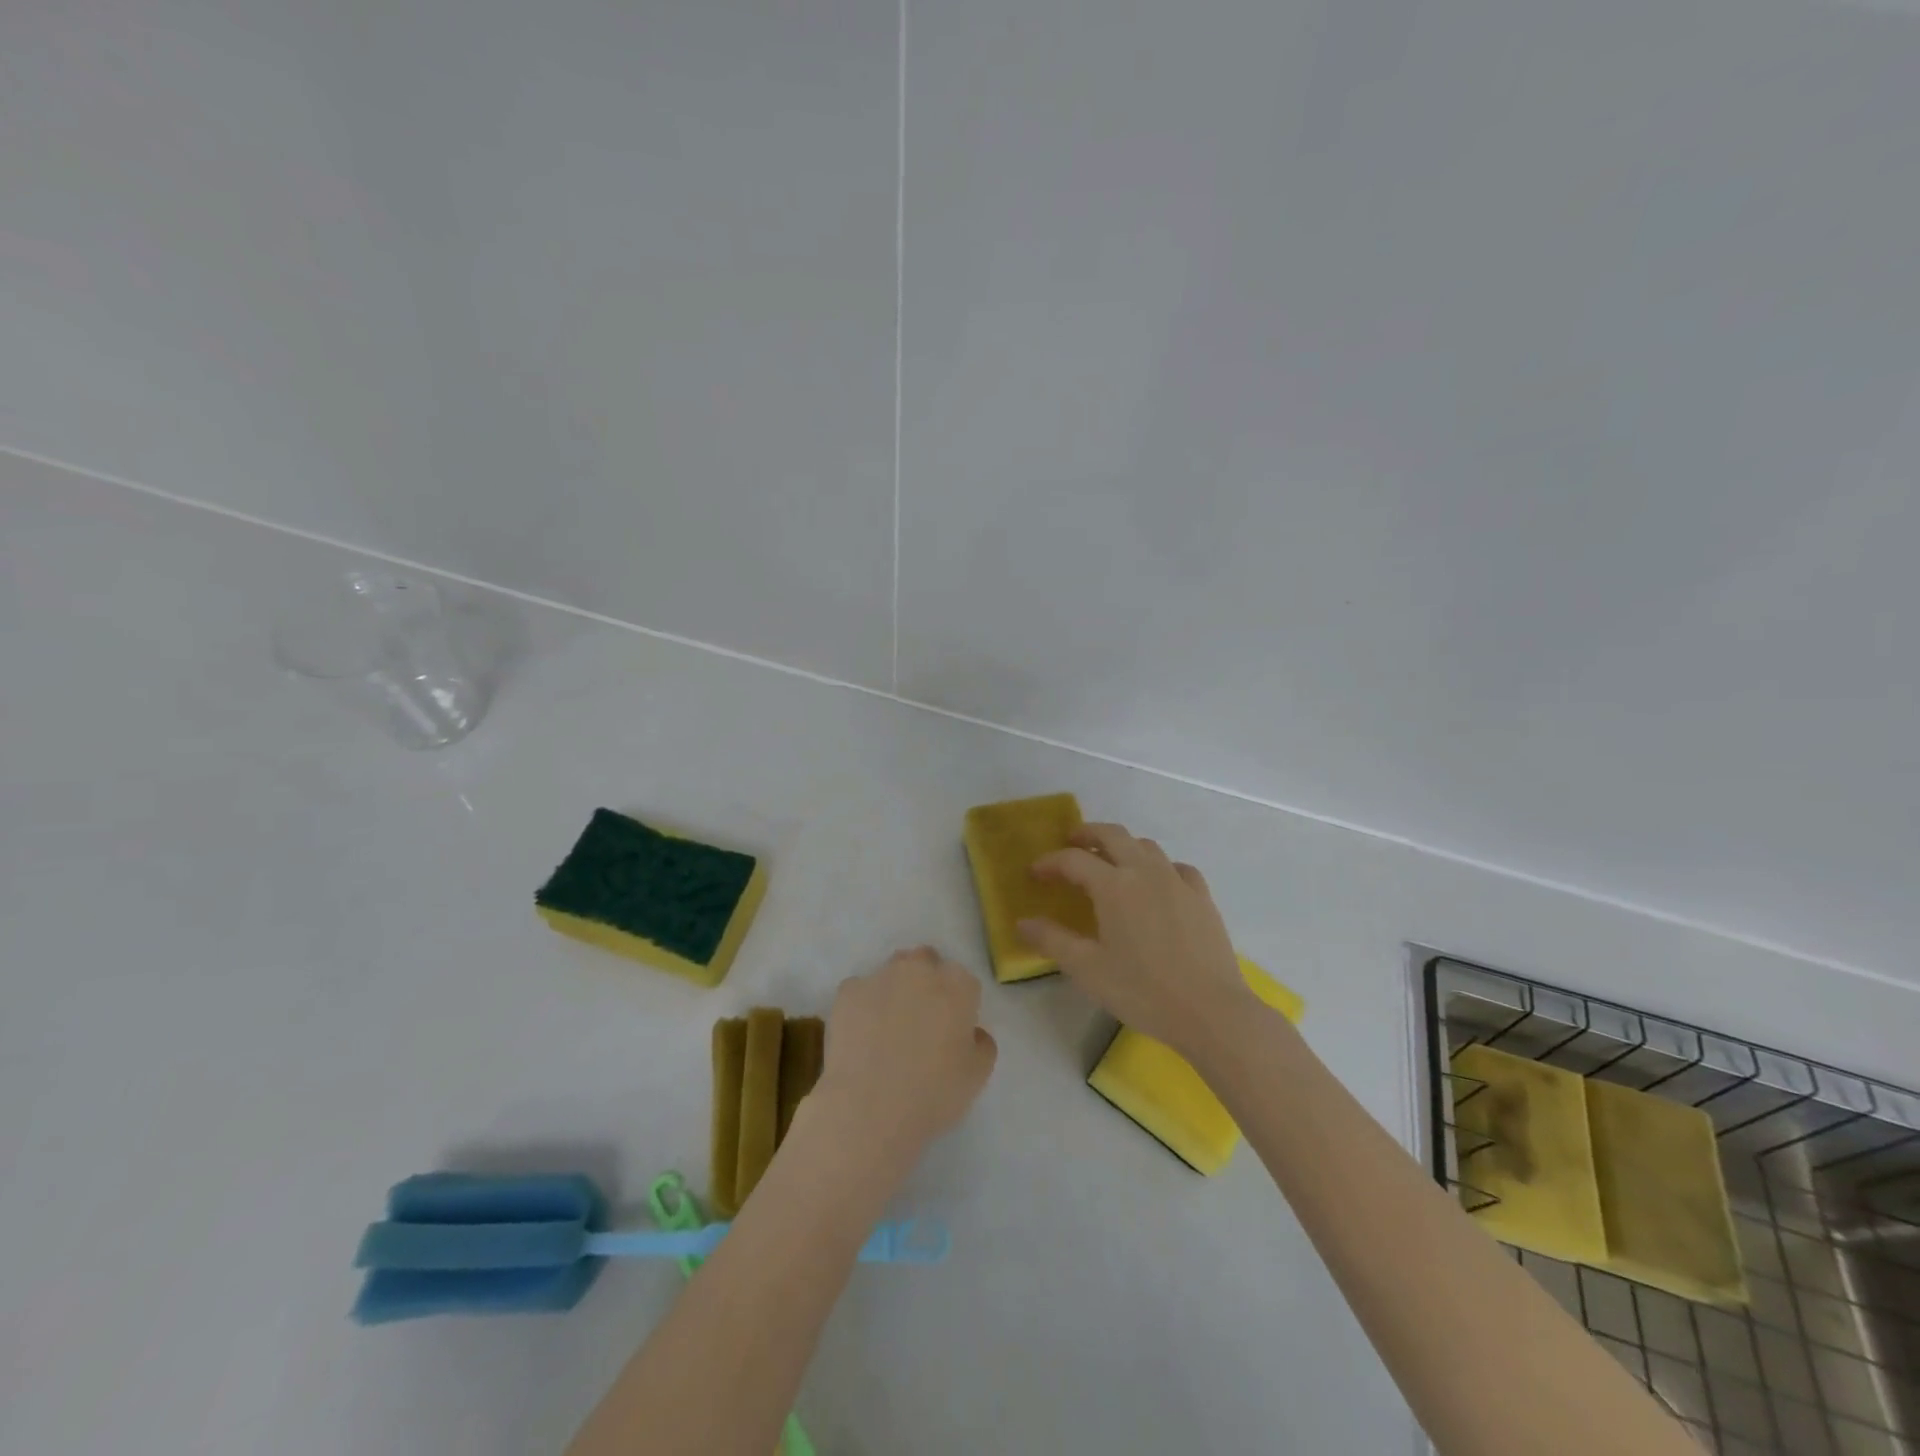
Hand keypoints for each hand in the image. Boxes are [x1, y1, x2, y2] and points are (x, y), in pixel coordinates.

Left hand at [811, 946, 998, 1165]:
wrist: (869, 1109)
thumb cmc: (933, 1093)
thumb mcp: (978, 1075)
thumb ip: (981, 1042)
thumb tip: (971, 1032)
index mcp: (958, 985)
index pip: (963, 981)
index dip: (958, 1004)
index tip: (951, 1028)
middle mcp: (920, 969)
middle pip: (925, 962)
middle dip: (925, 982)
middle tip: (920, 1021)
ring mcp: (880, 976)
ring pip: (891, 972)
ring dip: (894, 989)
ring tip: (887, 1028)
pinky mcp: (848, 991)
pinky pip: (859, 991)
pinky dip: (862, 1006)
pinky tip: (860, 1037)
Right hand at [1017, 823, 1253, 1057]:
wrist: (1211, 1012)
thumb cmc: (1142, 991)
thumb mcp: (1087, 969)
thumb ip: (1052, 941)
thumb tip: (1023, 922)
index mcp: (1113, 886)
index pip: (1073, 859)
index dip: (1050, 862)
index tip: (1035, 873)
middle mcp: (1145, 872)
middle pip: (1112, 835)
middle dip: (1087, 833)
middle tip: (1071, 842)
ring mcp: (1178, 881)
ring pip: (1146, 846)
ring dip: (1122, 846)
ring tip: (1110, 862)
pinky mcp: (1202, 897)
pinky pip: (1177, 867)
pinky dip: (1159, 866)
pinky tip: (1157, 883)